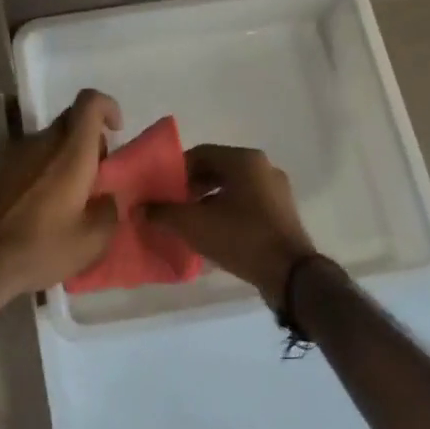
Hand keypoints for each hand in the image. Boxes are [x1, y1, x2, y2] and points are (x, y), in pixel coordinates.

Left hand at [0, 89, 121, 305]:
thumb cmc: (38, 248)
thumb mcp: (91, 241)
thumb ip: (109, 210)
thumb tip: (106, 198)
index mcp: (69, 152)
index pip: (89, 102)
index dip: (108, 107)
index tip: (116, 131)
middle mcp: (40, 143)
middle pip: (70, 122)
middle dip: (90, 141)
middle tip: (97, 177)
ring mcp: (13, 155)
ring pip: (49, 142)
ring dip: (65, 159)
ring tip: (70, 200)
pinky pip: (30, 160)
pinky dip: (44, 173)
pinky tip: (42, 209)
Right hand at [145, 145, 317, 307]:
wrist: (290, 274)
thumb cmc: (241, 238)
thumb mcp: (194, 224)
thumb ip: (163, 213)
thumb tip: (139, 208)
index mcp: (244, 160)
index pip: (200, 154)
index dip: (175, 171)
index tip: (160, 190)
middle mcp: (263, 167)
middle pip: (217, 169)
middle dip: (191, 187)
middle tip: (172, 206)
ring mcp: (276, 190)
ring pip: (232, 188)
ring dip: (208, 201)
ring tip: (190, 222)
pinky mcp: (282, 212)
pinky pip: (247, 203)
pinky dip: (227, 212)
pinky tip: (213, 233)